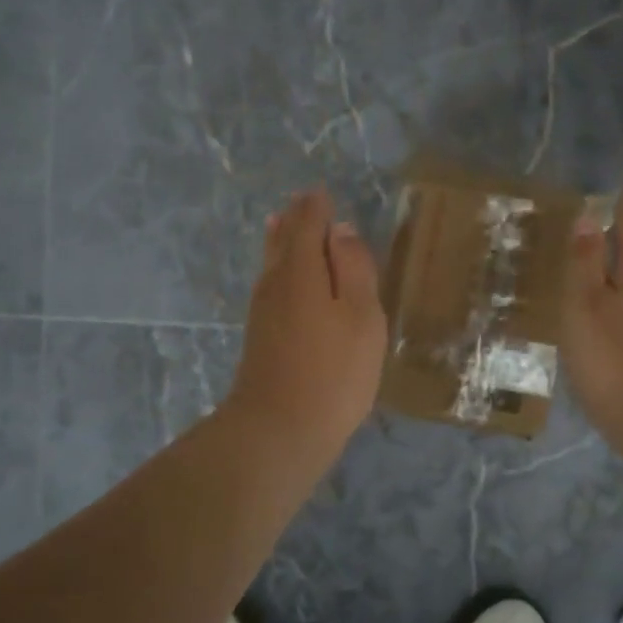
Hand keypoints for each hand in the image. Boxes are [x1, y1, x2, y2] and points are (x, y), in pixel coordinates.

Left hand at [224, 187, 387, 460]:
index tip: (322, 192)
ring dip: (283, 241)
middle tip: (305, 203)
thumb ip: (354, 268)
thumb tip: (342, 230)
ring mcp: (263, 311)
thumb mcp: (361, 316)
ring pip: (273, 263)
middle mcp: (275, 283)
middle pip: (283, 240)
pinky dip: (280, 268)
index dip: (317, 206)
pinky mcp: (261, 337)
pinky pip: (272, 285)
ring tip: (288, 224)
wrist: (279, 430)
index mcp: (301, 270)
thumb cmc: (333, 371)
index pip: (308, 224)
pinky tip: (286, 278)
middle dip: (295, 220)